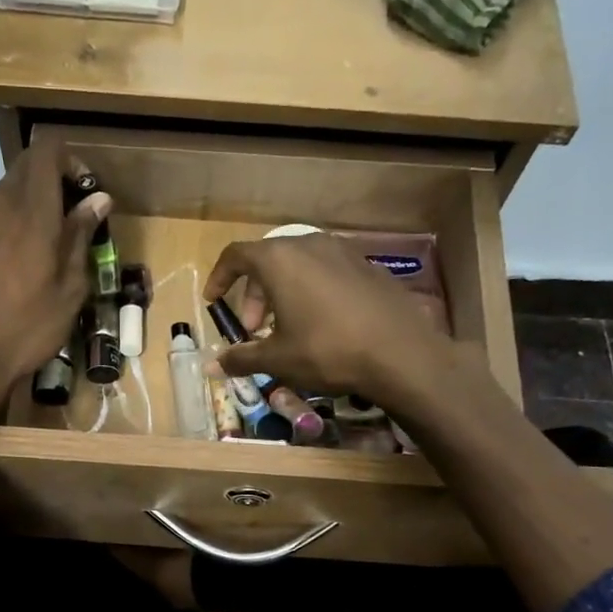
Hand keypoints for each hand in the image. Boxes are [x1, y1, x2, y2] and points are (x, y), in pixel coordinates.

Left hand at [0, 142, 110, 400]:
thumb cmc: (29, 327)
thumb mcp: (70, 288)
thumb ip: (81, 236)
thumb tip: (99, 199)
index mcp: (33, 210)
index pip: (47, 149)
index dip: (70, 160)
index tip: (84, 191)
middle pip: (26, 166)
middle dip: (51, 180)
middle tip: (69, 219)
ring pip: (3, 188)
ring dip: (25, 201)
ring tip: (36, 240)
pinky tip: (2, 248)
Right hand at [204, 233, 473, 414]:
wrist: (401, 354)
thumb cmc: (327, 351)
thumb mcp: (278, 359)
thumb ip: (241, 358)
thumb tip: (211, 367)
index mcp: (280, 259)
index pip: (236, 256)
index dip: (219, 278)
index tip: (213, 301)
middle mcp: (310, 244)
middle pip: (268, 262)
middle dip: (253, 296)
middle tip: (253, 331)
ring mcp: (343, 251)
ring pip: (299, 266)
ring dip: (282, 294)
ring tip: (286, 329)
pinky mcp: (368, 266)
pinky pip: (326, 272)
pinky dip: (311, 291)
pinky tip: (321, 325)